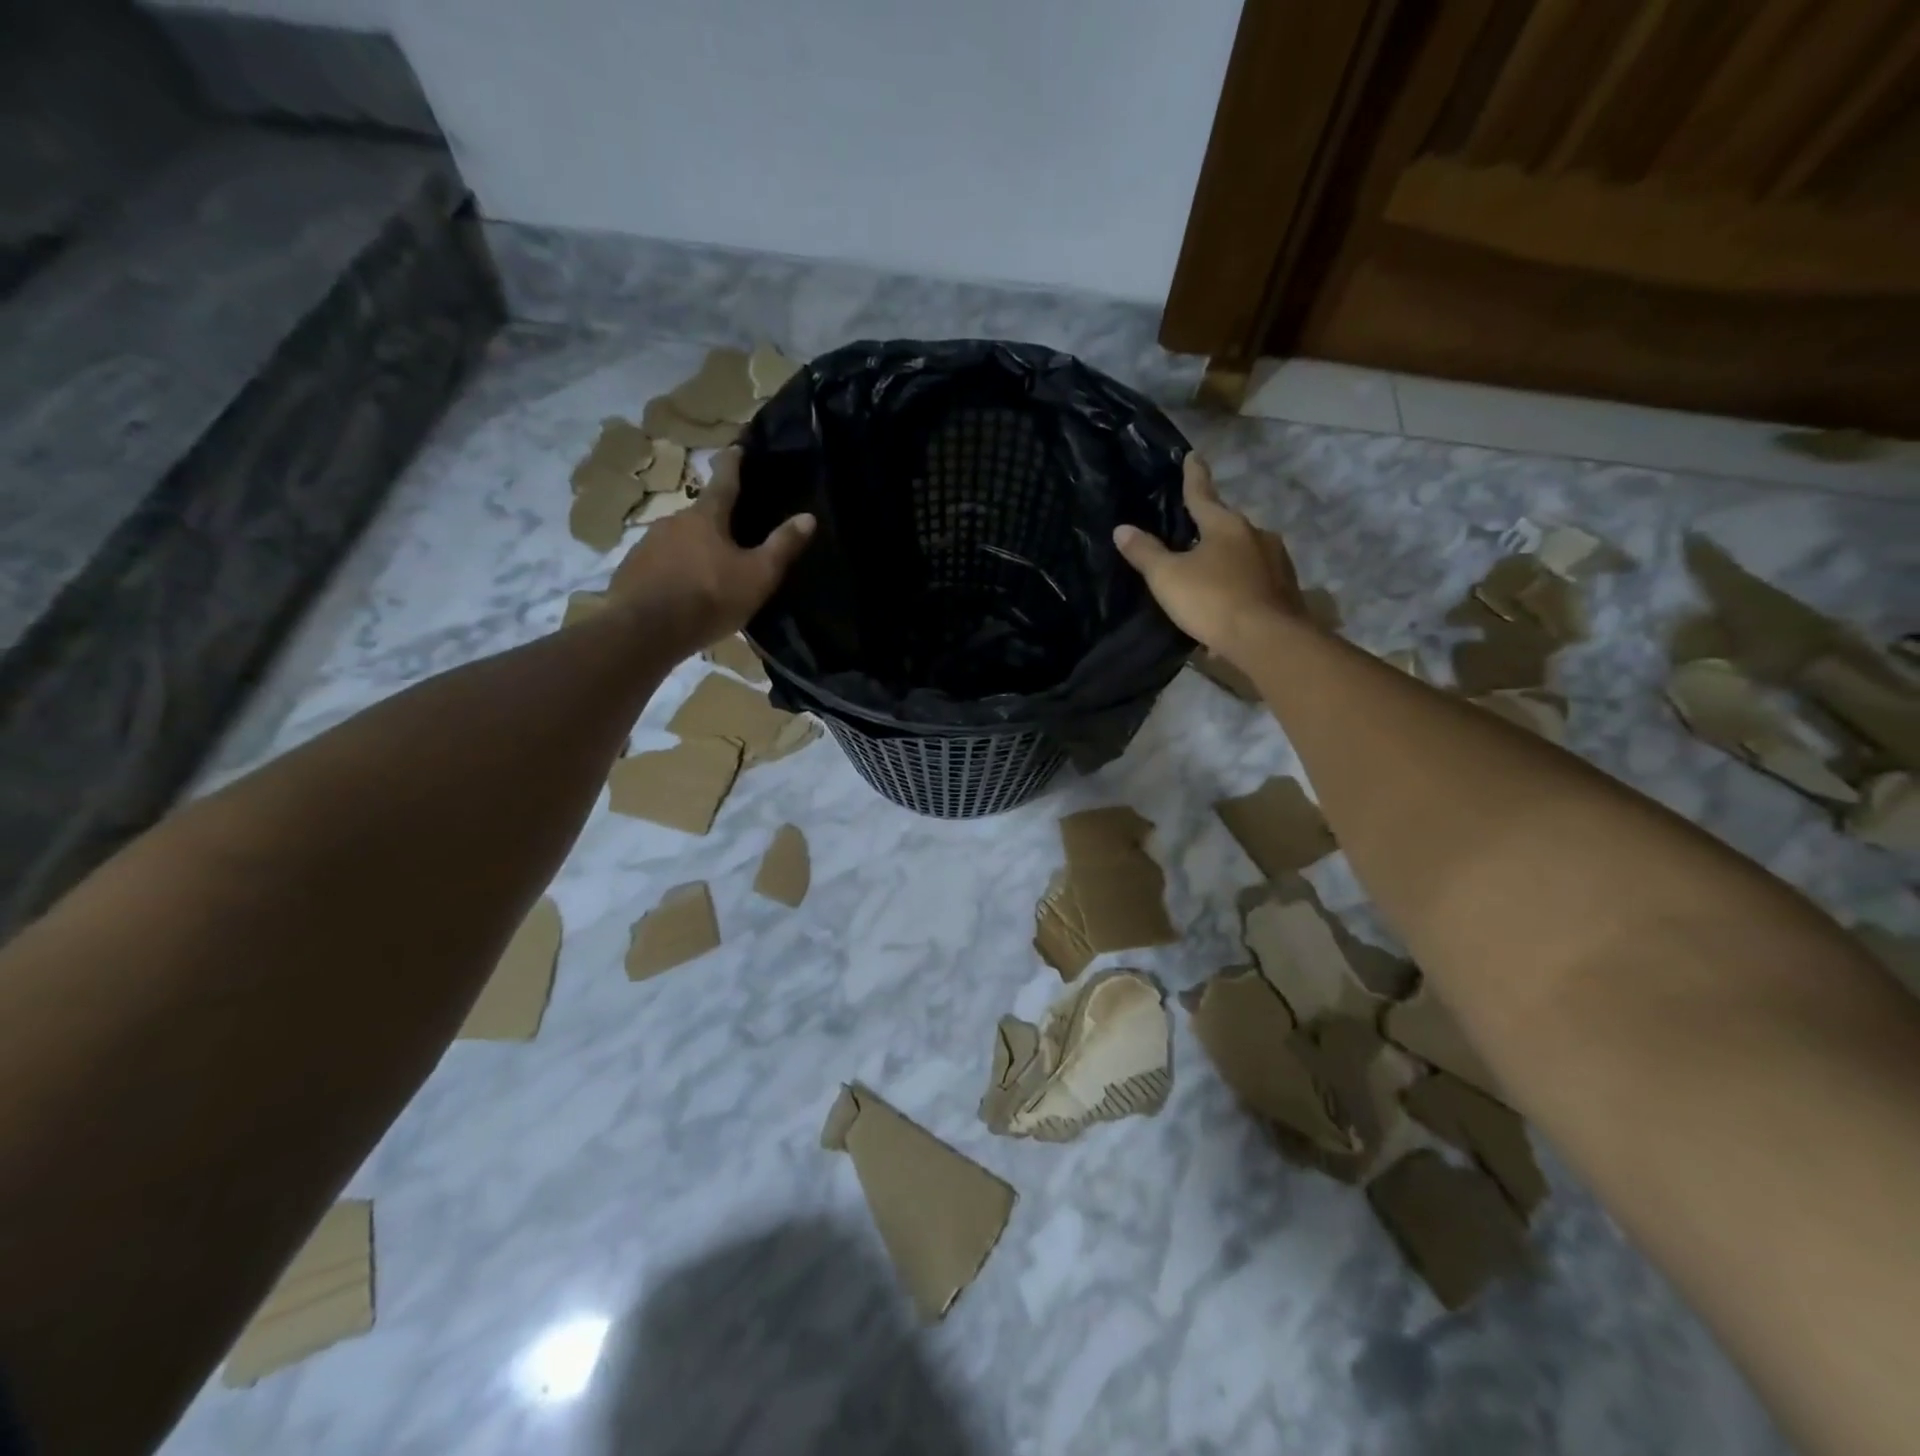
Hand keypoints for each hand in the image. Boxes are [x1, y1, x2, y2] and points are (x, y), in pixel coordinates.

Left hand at [607, 447, 814, 652]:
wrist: (646, 630)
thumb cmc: (709, 597)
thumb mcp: (757, 576)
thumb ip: (782, 546)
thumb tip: (808, 517)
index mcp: (706, 517)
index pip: (724, 481)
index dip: (733, 464)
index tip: (737, 448)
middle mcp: (673, 521)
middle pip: (700, 515)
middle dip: (715, 522)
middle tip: (731, 534)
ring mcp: (647, 544)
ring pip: (678, 540)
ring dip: (693, 549)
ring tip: (707, 570)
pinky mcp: (631, 570)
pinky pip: (659, 564)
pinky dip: (672, 571)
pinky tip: (680, 591)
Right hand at [1114, 453, 1304, 657]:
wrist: (1268, 640)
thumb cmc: (1213, 601)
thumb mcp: (1167, 578)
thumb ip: (1145, 553)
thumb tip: (1122, 528)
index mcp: (1225, 525)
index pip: (1203, 494)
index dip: (1194, 476)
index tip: (1193, 455)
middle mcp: (1255, 535)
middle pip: (1228, 524)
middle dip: (1211, 526)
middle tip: (1194, 531)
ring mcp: (1276, 562)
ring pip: (1245, 552)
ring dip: (1228, 559)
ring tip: (1211, 573)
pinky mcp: (1286, 589)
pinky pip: (1256, 580)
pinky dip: (1241, 585)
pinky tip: (1230, 601)